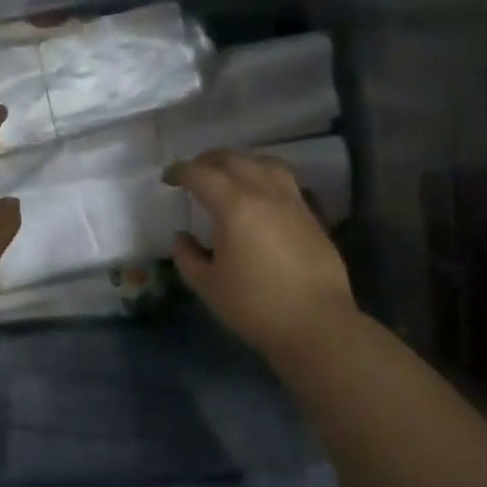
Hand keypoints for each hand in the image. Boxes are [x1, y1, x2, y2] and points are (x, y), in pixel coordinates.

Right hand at [166, 150, 359, 358]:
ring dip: (240, 162)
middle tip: (193, 172)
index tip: (168, 179)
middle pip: (234, 160)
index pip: (202, 175)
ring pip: (264, 164)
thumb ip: (188, 257)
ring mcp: (293, 202)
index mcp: (235, 207)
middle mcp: (265, 194)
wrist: (318, 325)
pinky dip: (264, 176)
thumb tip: (182, 238)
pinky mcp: (311, 216)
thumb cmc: (256, 306)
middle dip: (208, 161)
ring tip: (228, 174)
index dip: (181, 172)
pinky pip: (284, 181)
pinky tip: (259, 194)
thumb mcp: (209, 286)